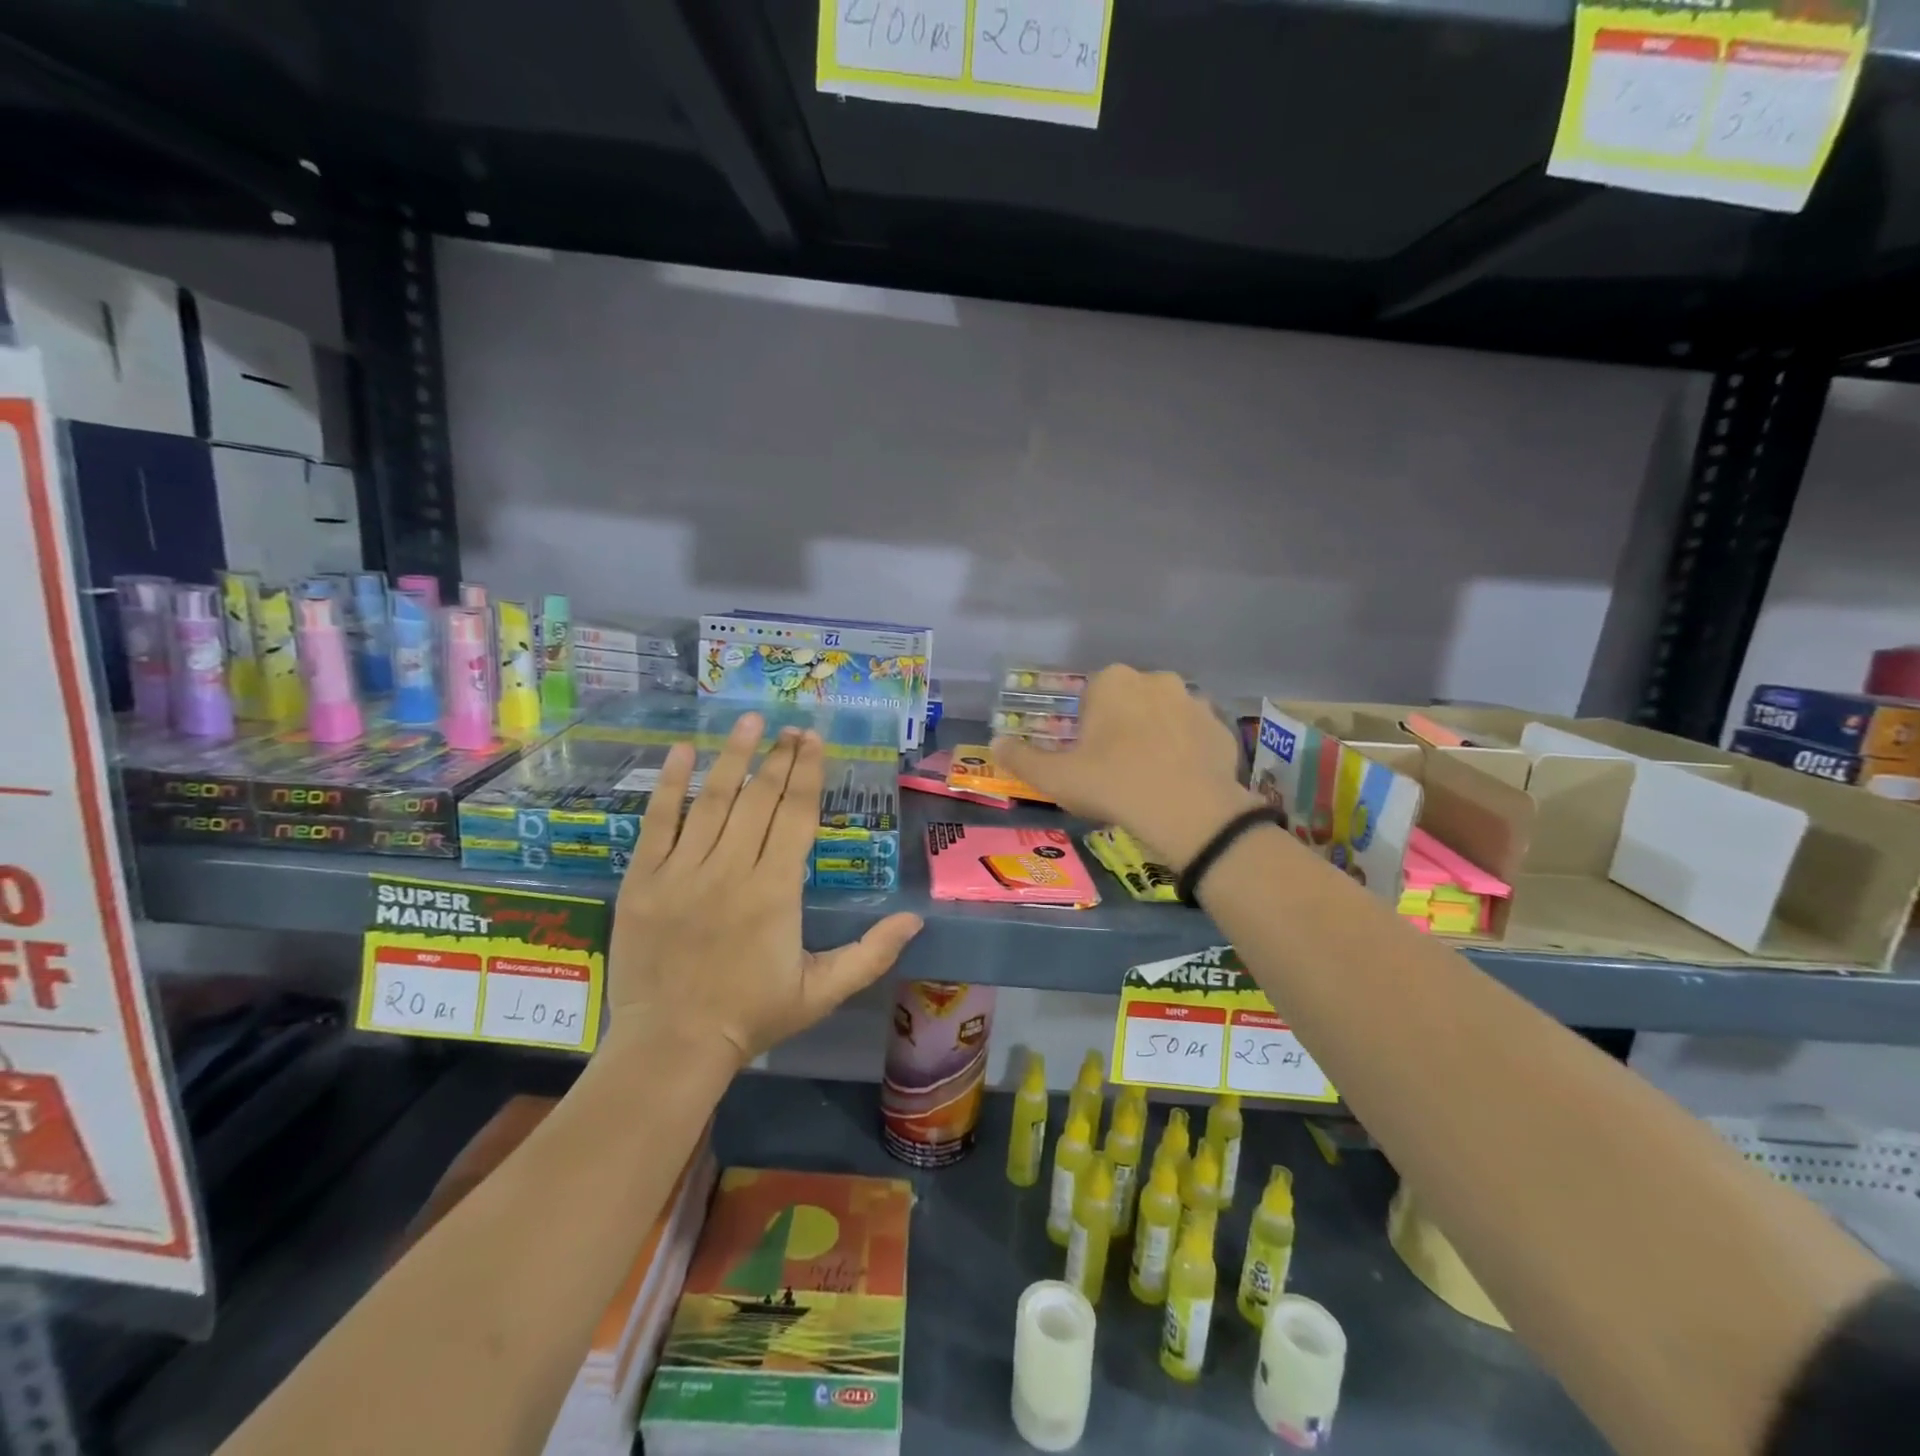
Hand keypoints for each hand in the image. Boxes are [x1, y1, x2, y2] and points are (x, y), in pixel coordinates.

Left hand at [606, 713, 922, 1068]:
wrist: (671, 1046)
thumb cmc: (752, 1016)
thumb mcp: (822, 991)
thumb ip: (871, 954)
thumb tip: (915, 920)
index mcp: (776, 891)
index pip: (796, 815)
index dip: (807, 773)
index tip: (814, 740)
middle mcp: (731, 869)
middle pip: (759, 798)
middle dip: (778, 757)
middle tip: (791, 727)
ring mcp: (683, 871)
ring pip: (712, 800)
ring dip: (733, 756)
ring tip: (749, 721)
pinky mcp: (643, 880)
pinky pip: (658, 822)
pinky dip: (670, 785)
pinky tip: (681, 751)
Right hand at [991, 665, 1256, 868]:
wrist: (1189, 812)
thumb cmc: (1113, 784)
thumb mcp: (1056, 777)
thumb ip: (1021, 758)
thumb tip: (995, 743)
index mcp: (1113, 681)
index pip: (1092, 693)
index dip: (1086, 725)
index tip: (1087, 756)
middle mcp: (1156, 679)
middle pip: (1130, 700)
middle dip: (1122, 725)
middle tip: (1115, 767)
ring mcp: (1194, 701)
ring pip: (1164, 715)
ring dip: (1155, 735)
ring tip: (1149, 777)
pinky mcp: (1221, 727)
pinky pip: (1194, 735)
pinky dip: (1186, 750)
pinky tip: (1179, 781)